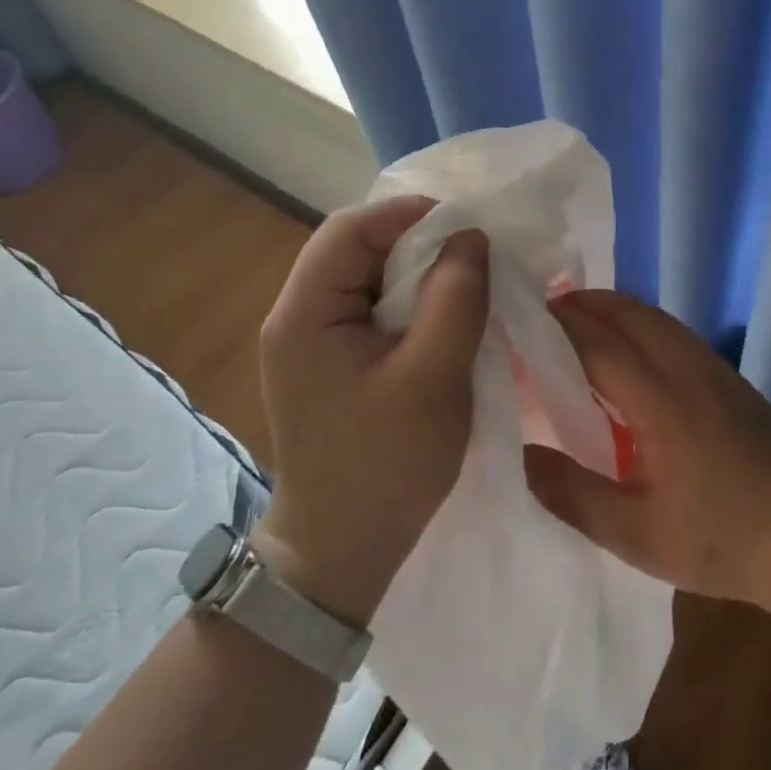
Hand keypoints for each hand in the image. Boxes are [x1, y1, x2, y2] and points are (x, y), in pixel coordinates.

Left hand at [252, 198, 489, 628]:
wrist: (341, 554)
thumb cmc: (386, 467)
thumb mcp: (434, 378)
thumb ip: (455, 297)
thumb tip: (470, 236)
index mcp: (305, 314)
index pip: (350, 229)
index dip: (409, 215)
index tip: (468, 228)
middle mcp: (297, 316)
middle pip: (356, 248)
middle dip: (417, 244)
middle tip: (474, 259)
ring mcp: (309, 341)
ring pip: (367, 277)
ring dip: (417, 275)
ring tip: (465, 288)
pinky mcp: (328, 362)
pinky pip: (370, 309)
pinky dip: (409, 304)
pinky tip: (442, 321)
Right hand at [523, 289, 770, 605]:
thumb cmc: (717, 539)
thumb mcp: (634, 534)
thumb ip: (572, 493)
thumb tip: (521, 454)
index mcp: (660, 401)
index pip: (598, 344)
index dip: (558, 326)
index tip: (524, 318)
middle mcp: (687, 370)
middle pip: (630, 314)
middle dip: (585, 304)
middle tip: (546, 312)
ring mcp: (715, 370)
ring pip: (657, 318)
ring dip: (616, 309)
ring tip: (582, 320)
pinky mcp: (732, 379)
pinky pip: (677, 332)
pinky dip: (643, 324)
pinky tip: (634, 350)